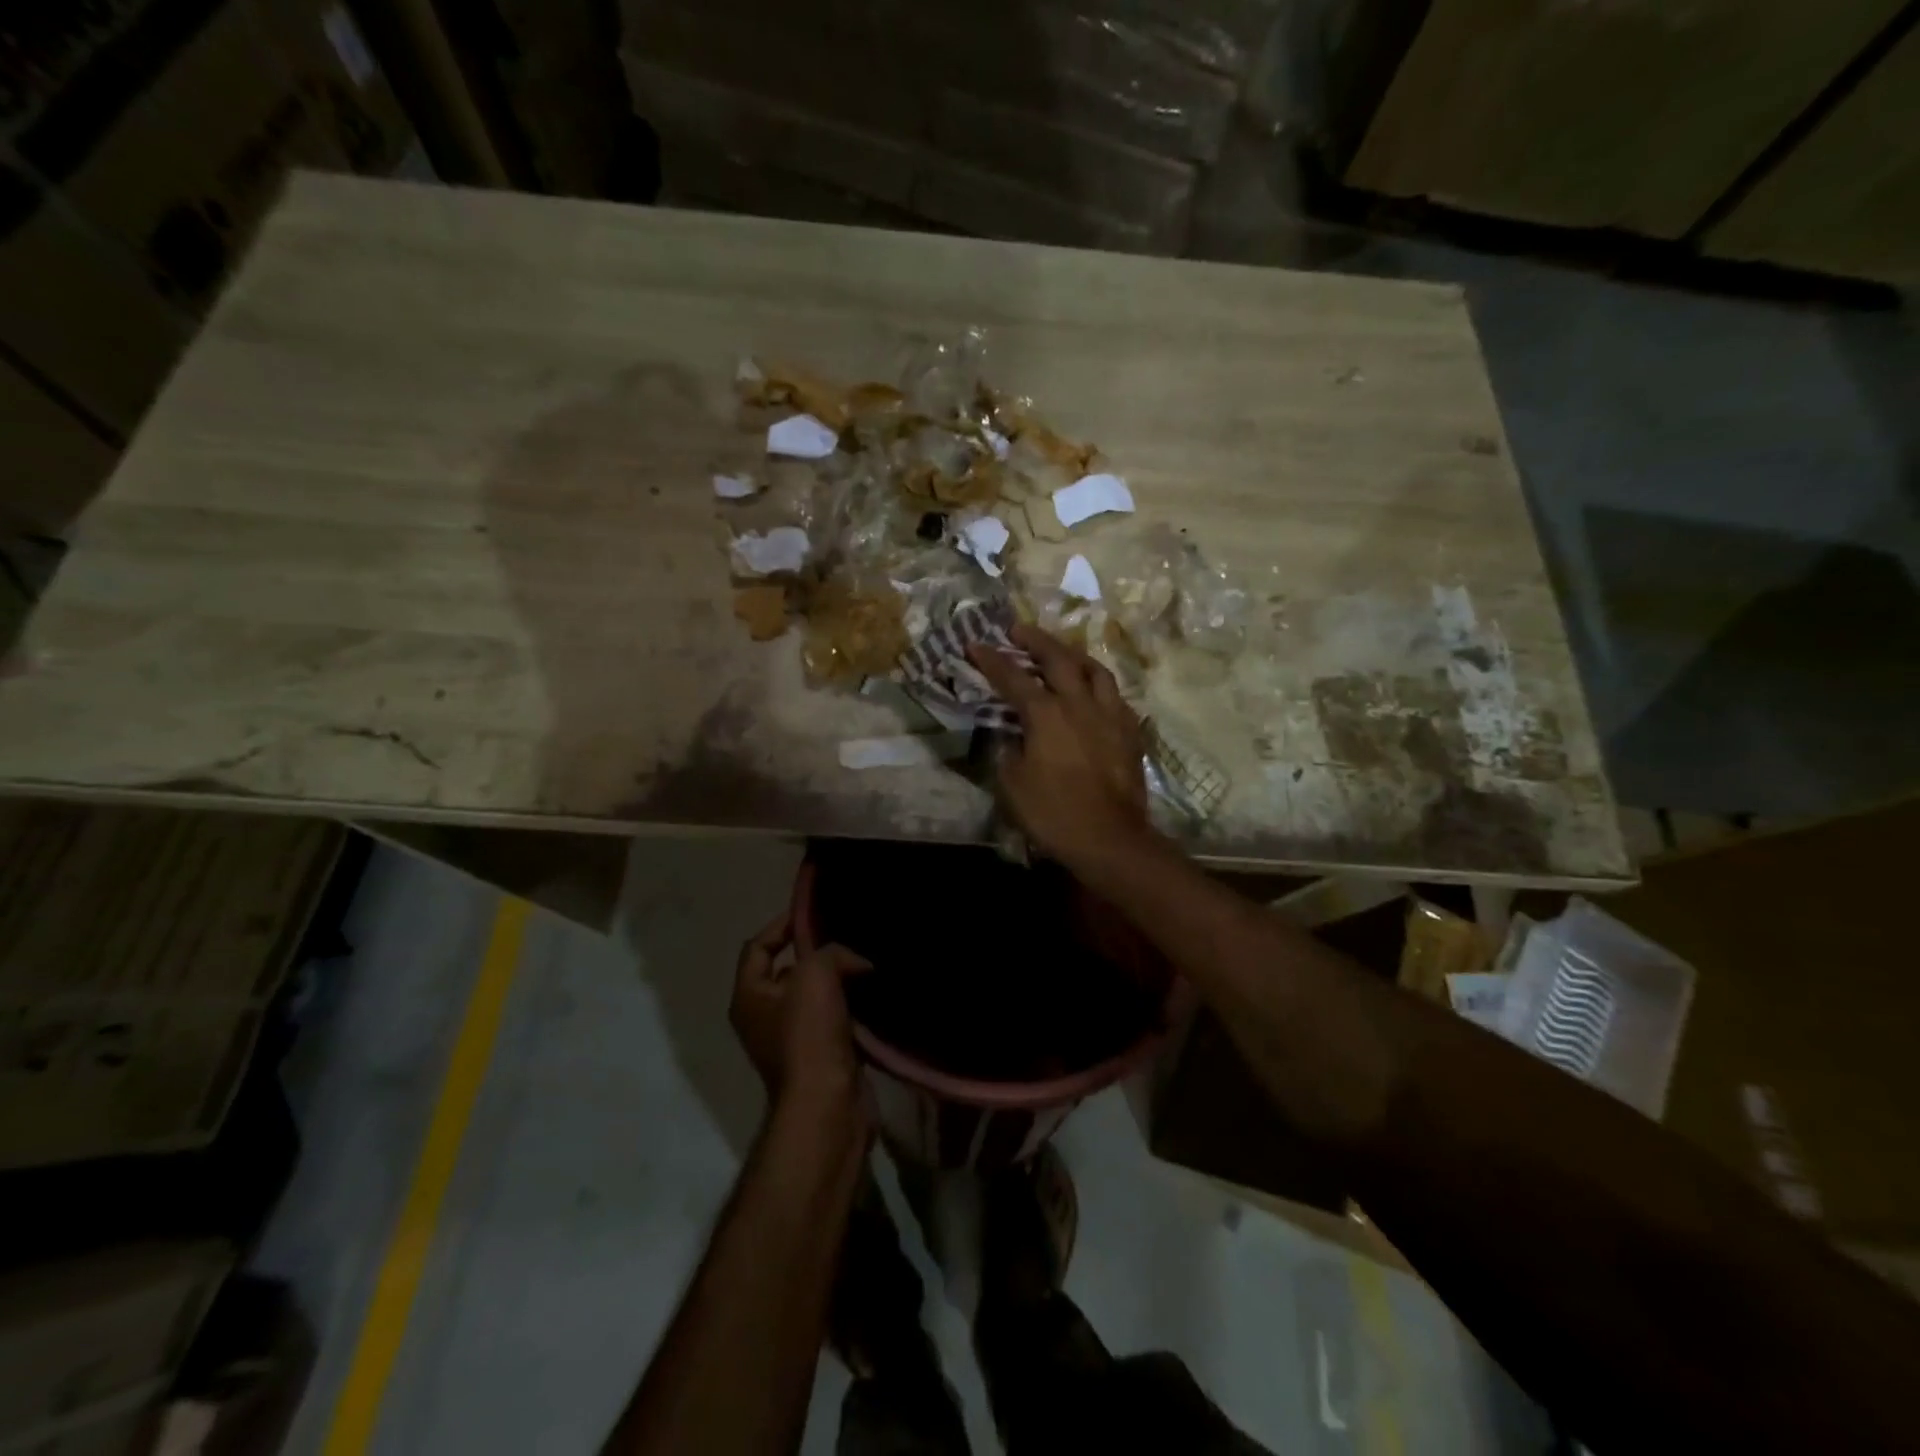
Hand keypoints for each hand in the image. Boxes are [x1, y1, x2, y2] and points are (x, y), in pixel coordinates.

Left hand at [730, 910, 872, 1130]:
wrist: (827, 1105)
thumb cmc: (808, 1035)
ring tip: (868, 961)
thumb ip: (832, 952)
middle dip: (817, 952)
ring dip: (840, 980)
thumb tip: (856, 963)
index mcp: (749, 996)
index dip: (781, 924)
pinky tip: (876, 993)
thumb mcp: (815, 974)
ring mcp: (792, 1040)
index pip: (757, 946)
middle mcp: (764, 1017)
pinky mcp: (822, 1056)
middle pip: (789, 970)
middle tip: (849, 936)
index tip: (814, 912)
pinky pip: (837, 1019)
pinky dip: (854, 1006)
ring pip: (817, 995)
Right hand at [966, 622, 1151, 866]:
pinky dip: (1099, 686)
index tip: (975, 643)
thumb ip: (1007, 749)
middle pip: (1058, 659)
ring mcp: (1110, 715)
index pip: (1013, 677)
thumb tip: (1010, 734)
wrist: (1109, 839)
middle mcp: (1080, 704)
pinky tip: (1093, 693)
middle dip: (1035, 640)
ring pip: (1096, 670)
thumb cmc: (1053, 813)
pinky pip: (1115, 696)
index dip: (992, 659)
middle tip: (1018, 629)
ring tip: (1061, 653)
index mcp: (1046, 714)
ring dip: (1073, 656)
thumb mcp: (1012, 783)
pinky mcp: (1130, 732)